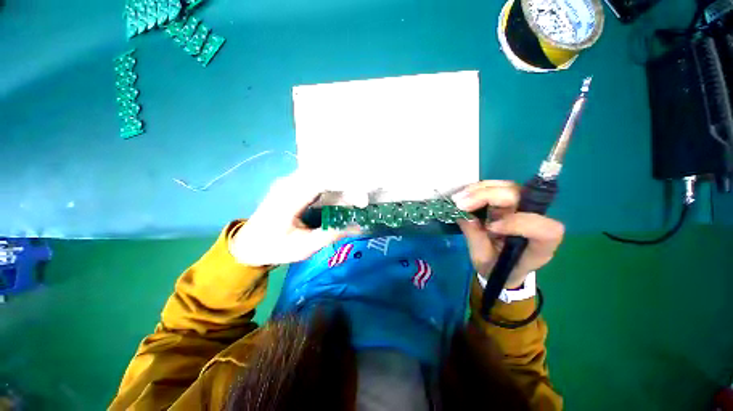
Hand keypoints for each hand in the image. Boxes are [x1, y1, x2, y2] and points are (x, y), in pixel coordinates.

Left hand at [230, 171, 361, 266]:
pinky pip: (315, 180)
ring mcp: (290, 182)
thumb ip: (331, 234)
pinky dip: (330, 185)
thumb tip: (359, 226)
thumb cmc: (275, 248)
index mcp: (288, 197)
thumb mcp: (304, 247)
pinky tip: (341, 194)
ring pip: (320, 174)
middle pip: (322, 173)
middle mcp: (288, 183)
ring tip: (355, 196)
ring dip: (338, 183)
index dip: (342, 183)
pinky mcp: (292, 185)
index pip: (319, 179)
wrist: (249, 244)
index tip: (360, 195)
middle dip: (344, 182)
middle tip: (361, 197)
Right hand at [452, 180, 564, 288]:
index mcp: (540, 245)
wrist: (502, 266)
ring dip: (480, 190)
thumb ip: (476, 239)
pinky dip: (478, 189)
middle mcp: (536, 221)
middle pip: (521, 197)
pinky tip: (464, 195)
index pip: (542, 228)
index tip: (490, 228)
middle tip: (462, 204)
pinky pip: (497, 188)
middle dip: (489, 197)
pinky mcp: (510, 202)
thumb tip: (464, 216)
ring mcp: (523, 208)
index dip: (517, 223)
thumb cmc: (497, 268)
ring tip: (459, 198)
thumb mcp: (484, 261)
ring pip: (508, 188)